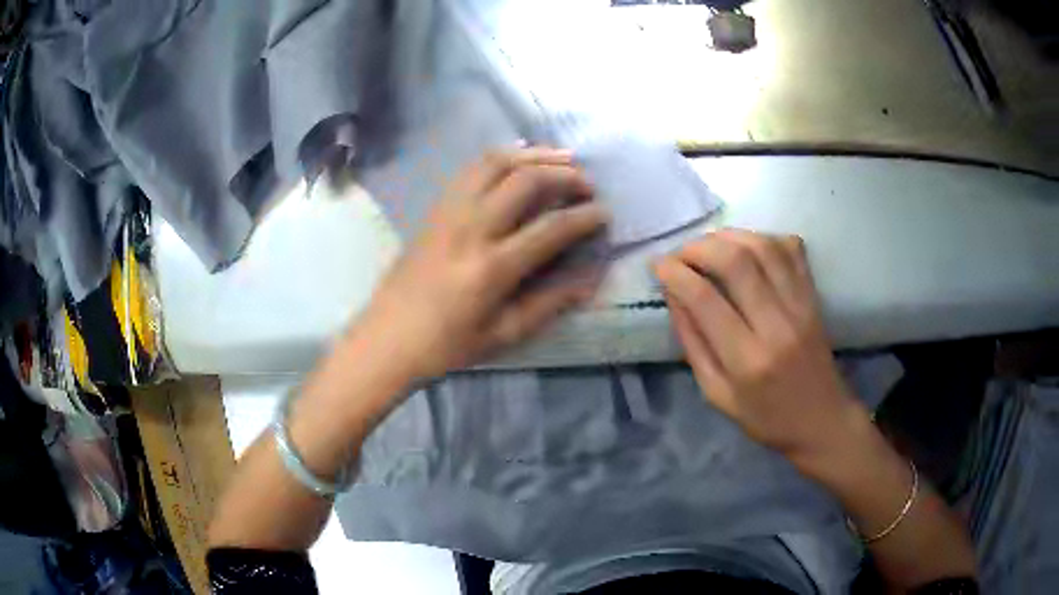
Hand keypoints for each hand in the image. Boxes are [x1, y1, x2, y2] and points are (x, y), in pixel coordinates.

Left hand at [357, 147, 608, 379]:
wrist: (388, 338)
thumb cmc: (447, 345)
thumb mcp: (504, 333)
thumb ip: (551, 302)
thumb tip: (592, 277)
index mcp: (492, 267)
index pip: (551, 227)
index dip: (585, 217)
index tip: (605, 214)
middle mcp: (471, 228)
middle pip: (526, 181)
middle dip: (565, 175)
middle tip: (587, 184)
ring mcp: (449, 212)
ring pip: (497, 163)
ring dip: (535, 155)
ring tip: (562, 159)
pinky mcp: (436, 208)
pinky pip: (472, 169)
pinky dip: (502, 156)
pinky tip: (520, 159)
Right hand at [653, 230, 868, 462]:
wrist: (822, 420)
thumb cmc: (766, 417)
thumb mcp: (717, 395)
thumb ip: (693, 344)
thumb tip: (673, 295)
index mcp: (747, 360)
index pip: (705, 299)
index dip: (675, 273)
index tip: (658, 265)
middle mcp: (777, 325)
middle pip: (736, 261)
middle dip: (698, 247)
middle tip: (680, 254)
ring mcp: (800, 306)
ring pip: (763, 247)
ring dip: (728, 236)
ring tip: (708, 245)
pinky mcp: (814, 297)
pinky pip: (791, 250)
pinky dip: (764, 238)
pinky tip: (746, 246)